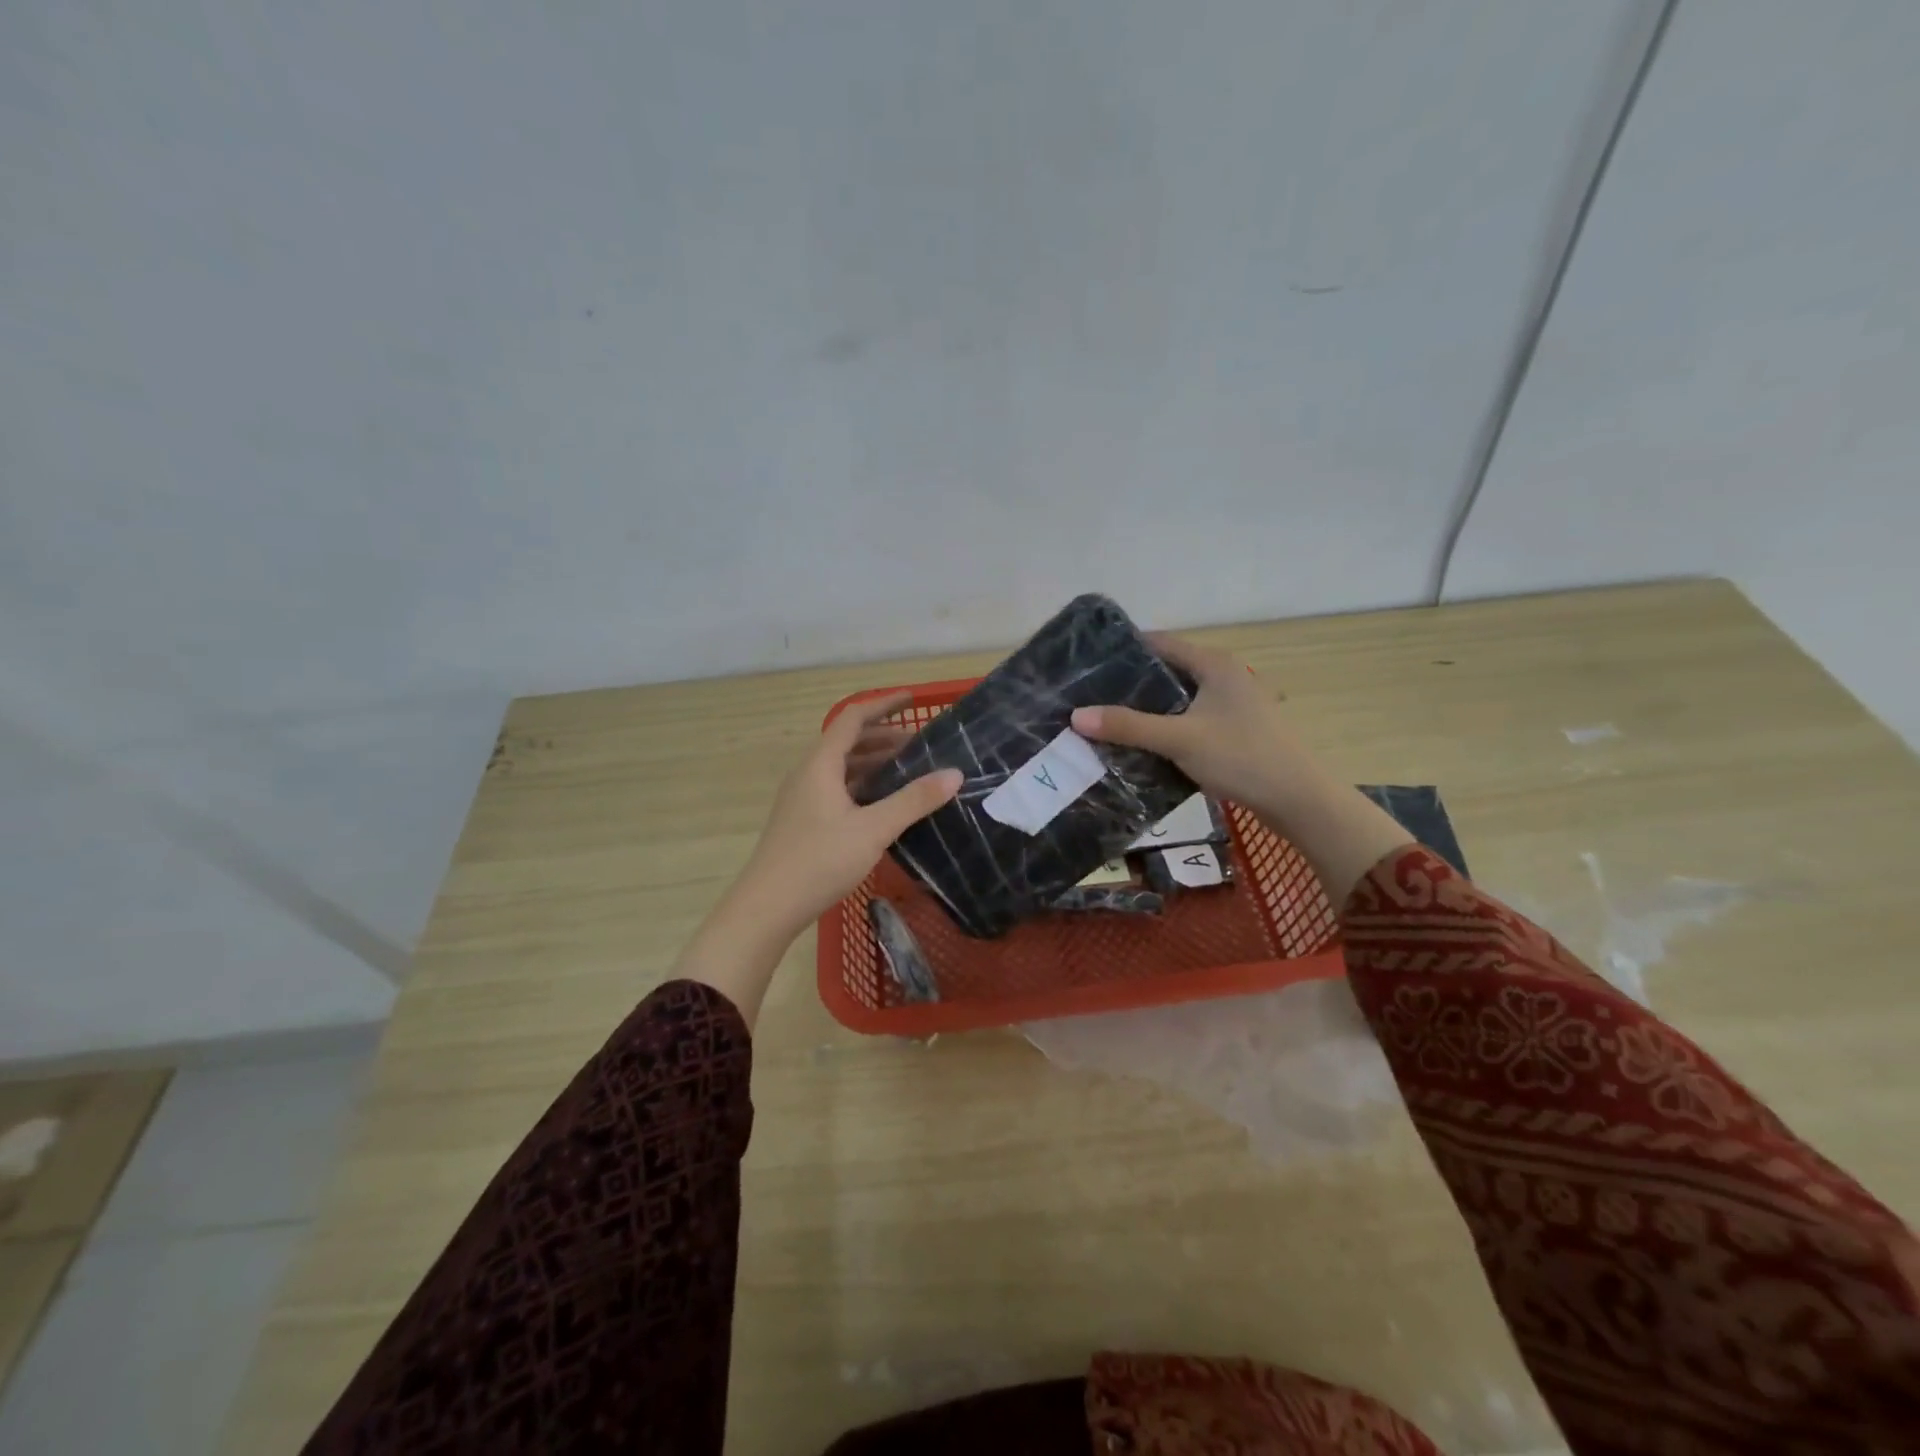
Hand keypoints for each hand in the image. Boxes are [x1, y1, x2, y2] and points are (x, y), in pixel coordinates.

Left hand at [735, 691, 961, 938]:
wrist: (767, 907)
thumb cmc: (819, 861)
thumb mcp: (873, 829)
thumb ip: (914, 800)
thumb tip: (954, 774)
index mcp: (821, 764)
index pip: (853, 718)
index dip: (883, 705)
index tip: (913, 699)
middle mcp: (808, 773)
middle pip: (848, 742)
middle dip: (885, 737)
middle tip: (923, 746)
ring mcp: (803, 798)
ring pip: (843, 768)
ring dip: (875, 763)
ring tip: (910, 772)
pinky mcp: (803, 820)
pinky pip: (838, 788)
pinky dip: (864, 785)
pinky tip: (884, 804)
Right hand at [1071, 634, 1413, 907]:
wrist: (1299, 799)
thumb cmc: (1241, 757)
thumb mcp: (1179, 739)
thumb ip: (1128, 727)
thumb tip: (1076, 716)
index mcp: (1214, 664)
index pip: (1160, 643)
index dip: (1124, 650)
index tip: (1088, 664)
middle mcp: (1223, 677)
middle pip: (1167, 672)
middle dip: (1129, 684)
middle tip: (1089, 695)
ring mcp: (1231, 705)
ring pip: (1177, 700)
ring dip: (1146, 710)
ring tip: (1105, 719)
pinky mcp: (1233, 731)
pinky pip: (1188, 721)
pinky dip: (1164, 729)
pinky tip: (1139, 745)